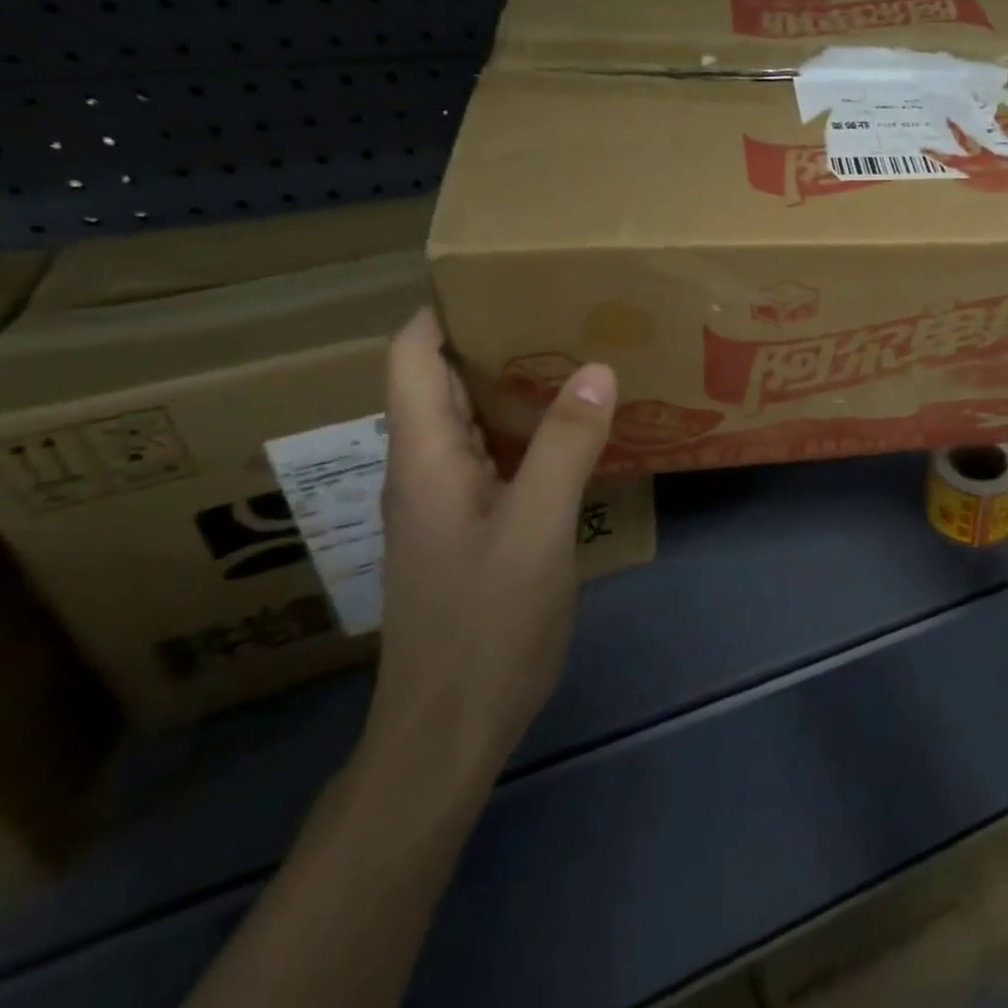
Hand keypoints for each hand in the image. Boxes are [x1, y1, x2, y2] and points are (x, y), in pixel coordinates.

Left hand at [363, 307, 616, 792]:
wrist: (451, 729)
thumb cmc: (486, 625)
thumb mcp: (537, 530)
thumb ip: (565, 447)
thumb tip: (596, 368)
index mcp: (424, 458)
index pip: (411, 357)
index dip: (443, 310)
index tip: (503, 278)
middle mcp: (427, 469)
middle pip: (444, 380)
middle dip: (495, 337)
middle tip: (563, 308)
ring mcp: (450, 501)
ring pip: (476, 419)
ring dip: (518, 383)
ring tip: (581, 353)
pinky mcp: (475, 526)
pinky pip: (501, 455)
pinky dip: (533, 429)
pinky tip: (581, 429)